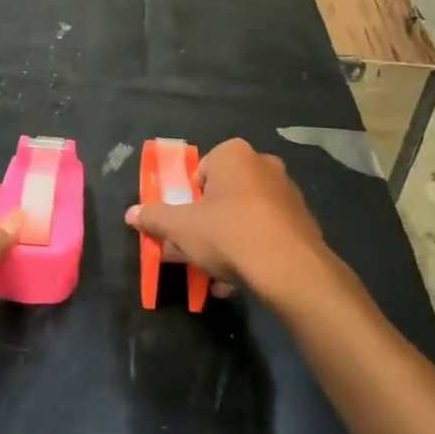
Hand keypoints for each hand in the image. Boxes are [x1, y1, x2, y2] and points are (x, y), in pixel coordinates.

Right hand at [124, 139, 327, 297]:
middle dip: (210, 221)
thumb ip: (154, 218)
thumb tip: (130, 213)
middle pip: (225, 193)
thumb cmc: (229, 233)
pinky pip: (269, 232)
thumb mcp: (181, 227)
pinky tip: (243, 279)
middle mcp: (264, 164)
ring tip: (219, 272)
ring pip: (247, 215)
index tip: (186, 225)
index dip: (190, 199)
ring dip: (231, 239)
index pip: (202, 171)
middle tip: (199, 248)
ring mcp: (288, 192)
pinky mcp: (304, 221)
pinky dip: (254, 250)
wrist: (290, 268)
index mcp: (234, 154)